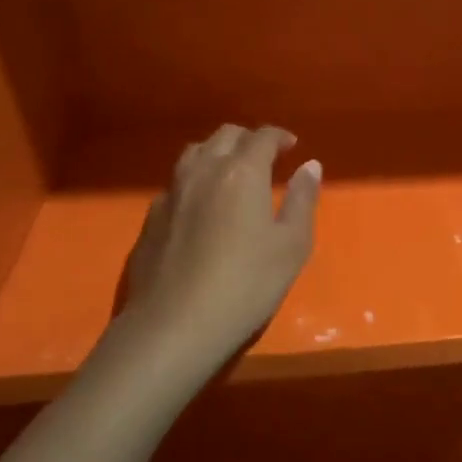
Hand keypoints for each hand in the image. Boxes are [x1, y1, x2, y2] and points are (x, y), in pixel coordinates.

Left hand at [113, 125, 320, 377]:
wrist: (173, 326)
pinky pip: (177, 183)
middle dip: (248, 140)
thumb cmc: (246, 284)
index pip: (262, 136)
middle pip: (226, 136)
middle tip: (265, 158)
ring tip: (231, 173)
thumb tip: (310, 166)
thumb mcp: (291, 245)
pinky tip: (201, 206)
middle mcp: (204, 170)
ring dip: (218, 152)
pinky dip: (195, 181)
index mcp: (242, 171)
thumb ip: (303, 200)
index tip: (291, 146)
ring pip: (195, 152)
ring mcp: (172, 192)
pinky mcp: (151, 217)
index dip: (279, 136)